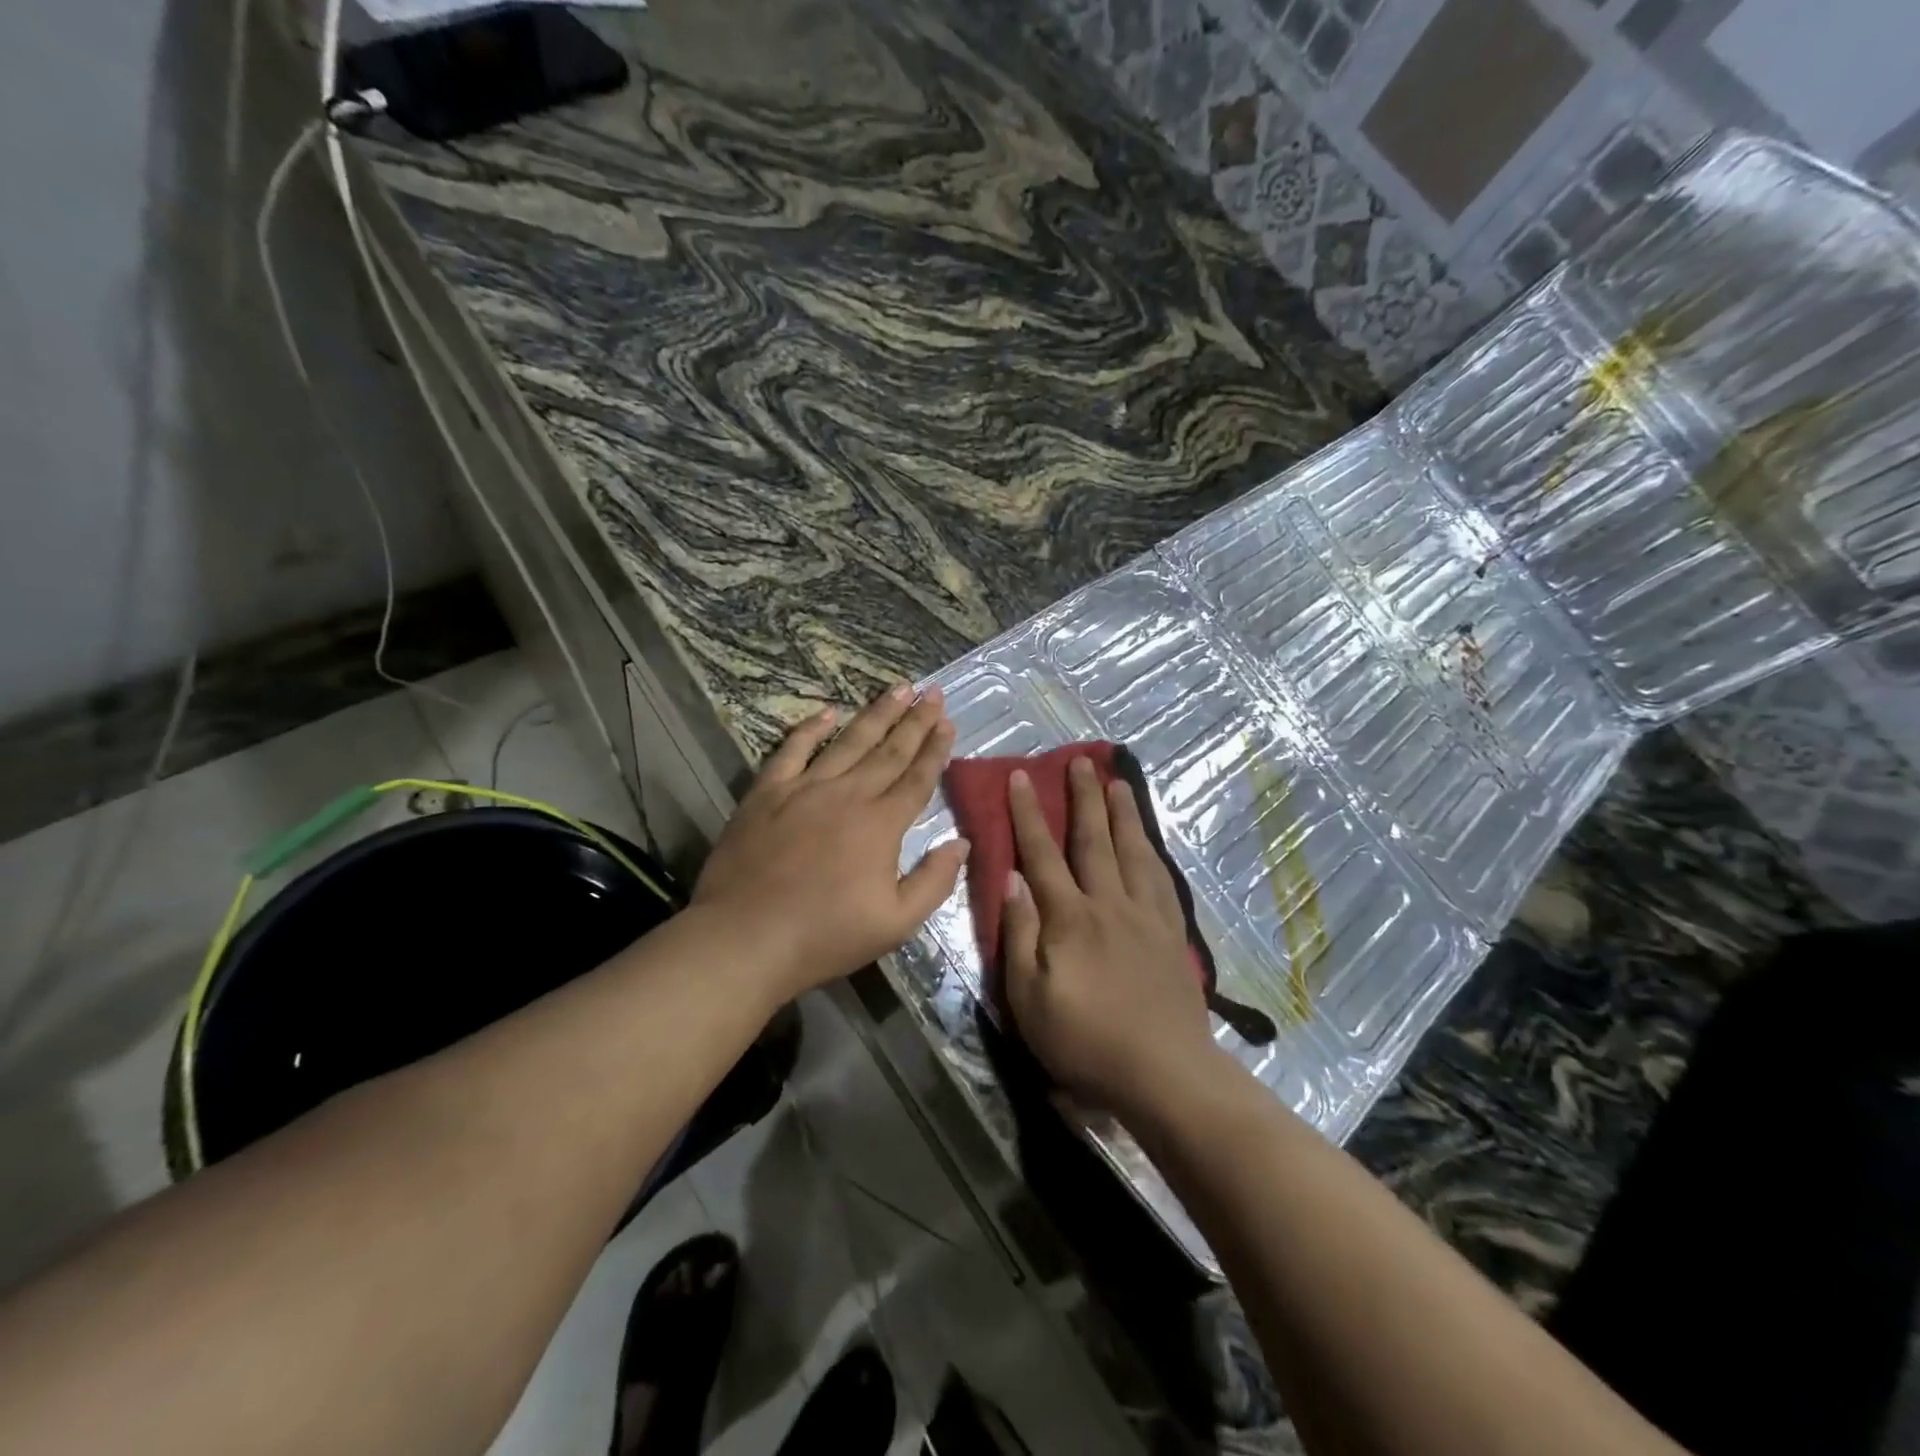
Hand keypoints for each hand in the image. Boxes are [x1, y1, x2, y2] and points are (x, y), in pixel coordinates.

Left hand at [693, 684, 968, 1001]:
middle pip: (888, 750)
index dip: (935, 749)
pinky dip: (810, 728)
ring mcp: (804, 789)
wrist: (746, 938)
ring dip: (875, 713)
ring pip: (848, 741)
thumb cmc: (825, 935)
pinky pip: (791, 750)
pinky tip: (826, 711)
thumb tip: (962, 843)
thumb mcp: (896, 923)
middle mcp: (848, 795)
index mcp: (881, 824)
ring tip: (898, 688)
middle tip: (932, 692)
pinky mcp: (767, 793)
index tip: (947, 722)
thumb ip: (934, 881)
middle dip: (914, 720)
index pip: (917, 778)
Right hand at [1002, 758, 1223, 1119]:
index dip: (1029, 814)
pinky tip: (1151, 843)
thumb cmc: (1085, 1041)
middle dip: (1084, 798)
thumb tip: (1011, 879)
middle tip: (1081, 761)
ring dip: (1123, 814)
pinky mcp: (1171, 934)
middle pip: (1094, 840)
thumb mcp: (1030, 998)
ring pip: (1133, 851)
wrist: (1164, 1072)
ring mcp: (1146, 916)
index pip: (1043, 854)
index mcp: (1070, 917)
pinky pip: (1162, 879)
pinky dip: (1153, 852)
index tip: (1022, 777)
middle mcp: (1109, 904)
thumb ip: (1020, 935)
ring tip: (1119, 784)